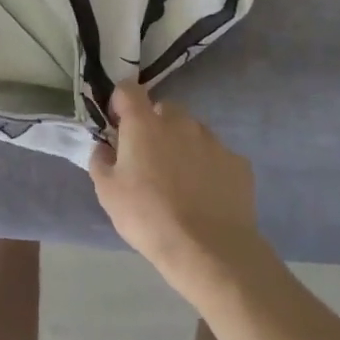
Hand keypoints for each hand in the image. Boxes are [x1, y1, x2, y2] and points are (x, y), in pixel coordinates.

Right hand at [90, 80, 279, 301]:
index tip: (118, 124)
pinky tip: (205, 195)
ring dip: (182, 144)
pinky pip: (216, 155)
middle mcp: (181, 123)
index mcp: (144, 124)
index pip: (128, 90)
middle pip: (164, 109)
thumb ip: (101, 160)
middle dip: (154, 125)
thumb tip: (105, 147)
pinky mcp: (238, 163)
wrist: (208, 250)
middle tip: (148, 158)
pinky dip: (208, 166)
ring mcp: (213, 141)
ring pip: (192, 131)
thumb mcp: (107, 192)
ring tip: (179, 180)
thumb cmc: (147, 216)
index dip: (120, 102)